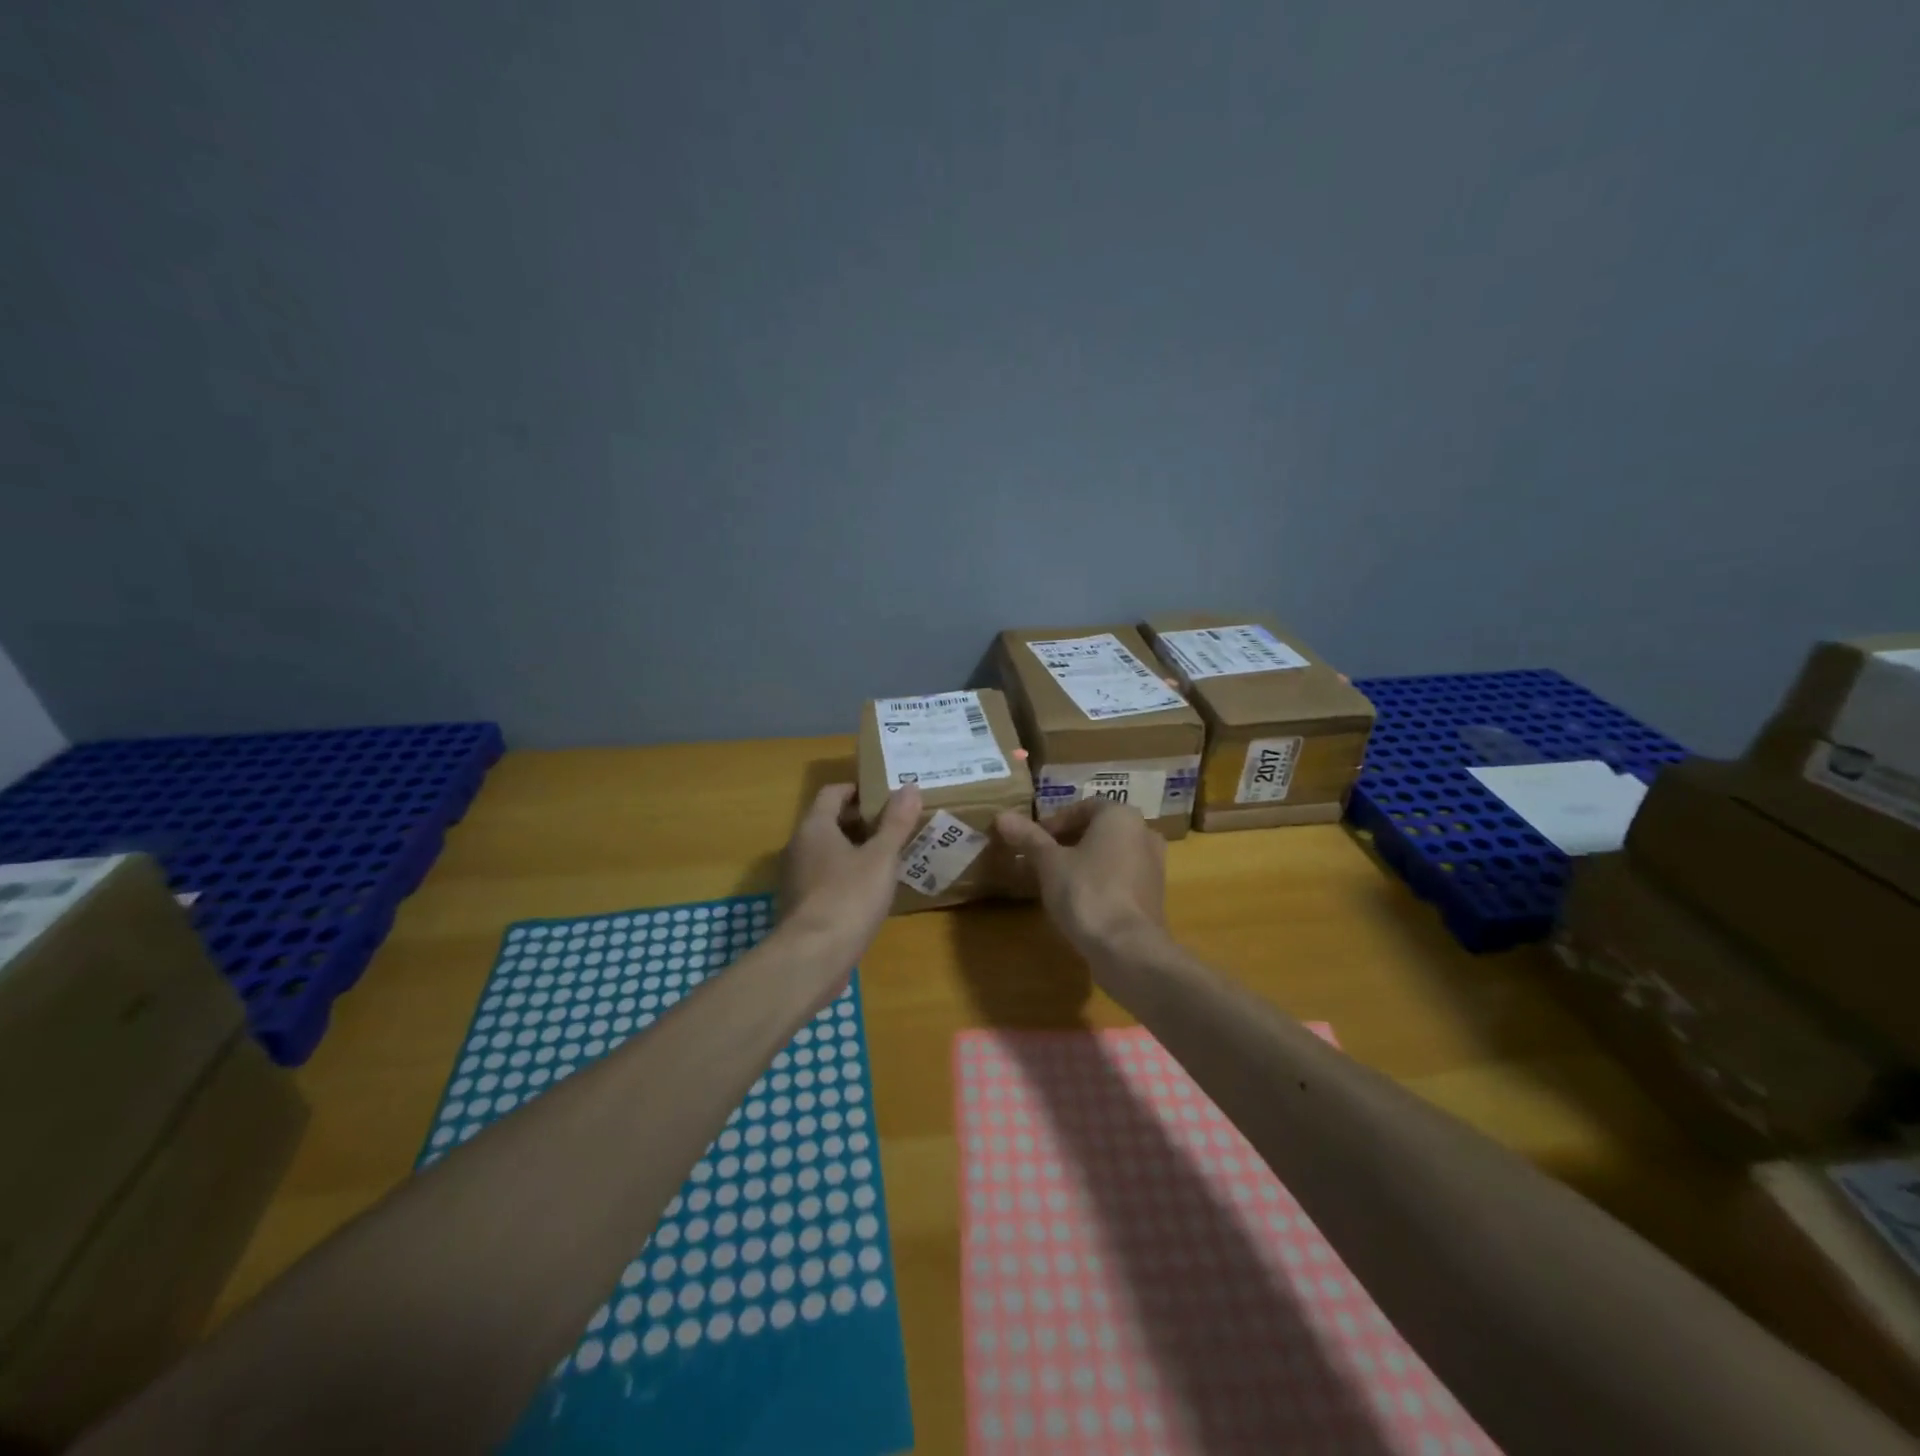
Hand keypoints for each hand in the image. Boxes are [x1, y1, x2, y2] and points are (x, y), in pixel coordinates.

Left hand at [779, 783, 921, 970]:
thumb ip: (896, 822)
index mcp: (815, 827)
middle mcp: (799, 846)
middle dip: (862, 821)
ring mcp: (796, 877)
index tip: (887, 796)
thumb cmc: (848, 897)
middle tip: (896, 826)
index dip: (859, 790)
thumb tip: (910, 786)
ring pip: (828, 852)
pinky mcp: (801, 905)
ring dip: (856, 850)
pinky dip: (847, 875)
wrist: (813, 958)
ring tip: (890, 857)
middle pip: (830, 821)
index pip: (833, 792)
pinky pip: (826, 877)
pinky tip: (871, 890)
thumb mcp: (881, 857)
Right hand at [994, 798, 1165, 958]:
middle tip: (1039, 859)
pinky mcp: (1154, 895)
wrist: (1127, 947)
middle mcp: (1143, 832)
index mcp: (1121, 816)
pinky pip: (1121, 877)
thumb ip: (1028, 837)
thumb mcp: (1049, 862)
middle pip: (1097, 830)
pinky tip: (1078, 900)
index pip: (1082, 808)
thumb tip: (1002, 816)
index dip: (1054, 822)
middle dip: (1067, 842)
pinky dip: (1100, 880)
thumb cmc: (1086, 892)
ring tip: (1054, 880)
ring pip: (1110, 854)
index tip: (1033, 841)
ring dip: (1083, 862)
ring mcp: (1154, 865)